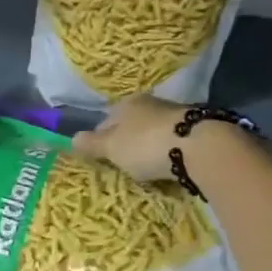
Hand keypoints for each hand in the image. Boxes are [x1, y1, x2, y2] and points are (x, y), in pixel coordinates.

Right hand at [69, 95, 187, 181]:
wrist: (200, 148)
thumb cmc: (146, 144)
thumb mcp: (112, 147)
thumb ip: (92, 144)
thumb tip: (71, 138)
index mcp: (127, 103)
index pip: (106, 120)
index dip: (100, 138)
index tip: (100, 157)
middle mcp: (151, 103)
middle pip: (132, 125)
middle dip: (127, 142)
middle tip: (123, 164)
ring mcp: (176, 115)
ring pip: (154, 132)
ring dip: (149, 146)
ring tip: (146, 167)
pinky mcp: (196, 130)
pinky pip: (173, 142)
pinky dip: (168, 152)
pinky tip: (168, 165)